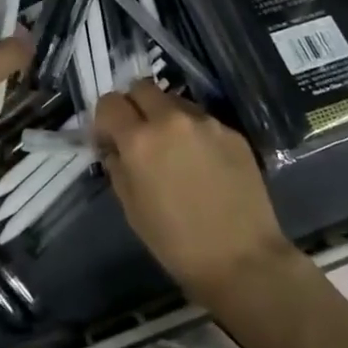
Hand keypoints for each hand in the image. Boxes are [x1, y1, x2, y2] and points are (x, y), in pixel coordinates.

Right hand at [94, 81, 296, 304]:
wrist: (243, 259)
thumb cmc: (177, 243)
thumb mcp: (132, 209)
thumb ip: (118, 168)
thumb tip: (115, 149)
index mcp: (140, 140)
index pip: (110, 103)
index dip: (105, 120)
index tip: (109, 140)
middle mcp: (172, 120)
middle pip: (142, 87)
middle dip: (134, 106)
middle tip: (139, 136)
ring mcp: (206, 122)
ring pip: (175, 101)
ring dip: (166, 117)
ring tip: (175, 151)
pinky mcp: (232, 132)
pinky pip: (203, 121)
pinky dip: (194, 133)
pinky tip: (203, 164)